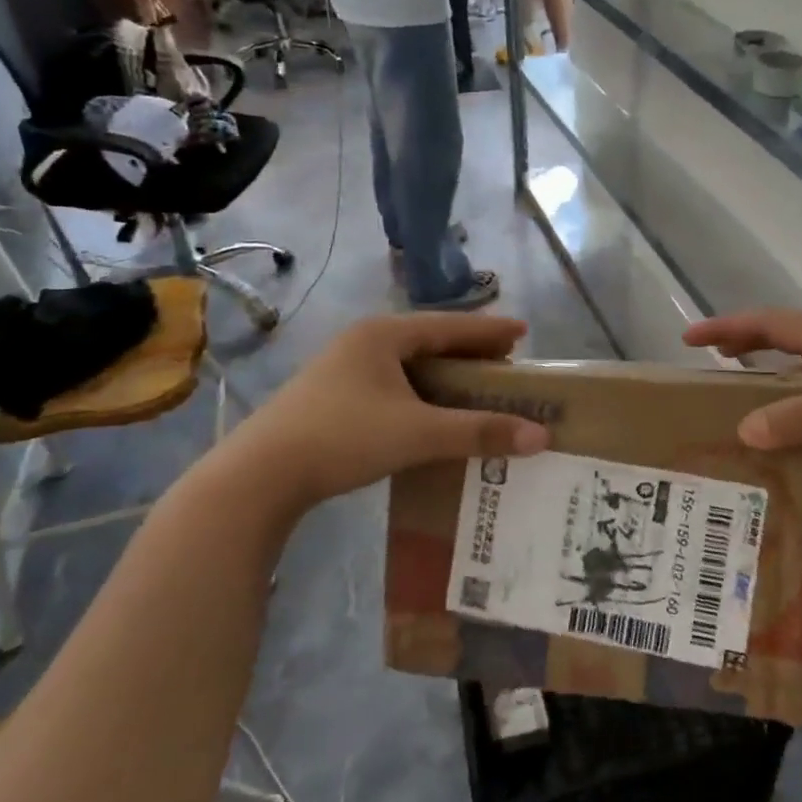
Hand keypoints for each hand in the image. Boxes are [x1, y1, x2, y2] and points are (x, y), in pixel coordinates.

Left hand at [232, 314, 549, 505]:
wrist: (260, 475)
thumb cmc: (344, 438)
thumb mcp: (419, 433)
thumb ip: (479, 431)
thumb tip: (540, 435)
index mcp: (384, 335)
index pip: (450, 325)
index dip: (489, 331)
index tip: (523, 332)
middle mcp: (363, 342)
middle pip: (429, 341)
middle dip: (469, 353)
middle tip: (505, 365)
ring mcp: (341, 370)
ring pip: (407, 365)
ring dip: (443, 376)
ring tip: (474, 390)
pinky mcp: (331, 397)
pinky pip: (391, 385)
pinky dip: (420, 395)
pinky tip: (430, 414)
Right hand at [682, 310, 801, 502]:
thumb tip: (744, 428)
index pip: (775, 324)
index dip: (732, 326)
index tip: (691, 337)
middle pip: (786, 343)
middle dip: (745, 346)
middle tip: (708, 364)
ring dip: (768, 381)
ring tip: (736, 402)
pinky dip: (793, 415)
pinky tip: (784, 440)